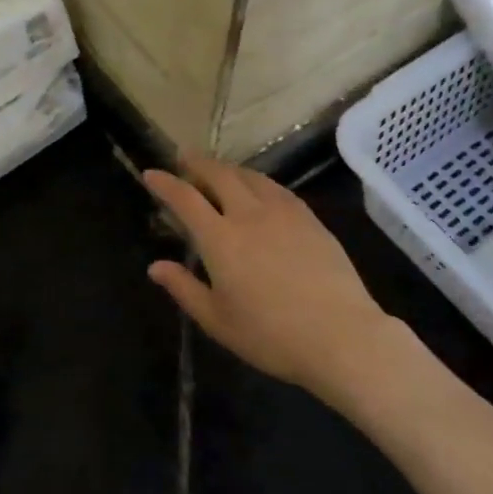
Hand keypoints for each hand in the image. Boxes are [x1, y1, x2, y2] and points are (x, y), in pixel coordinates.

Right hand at [143, 156, 406, 400]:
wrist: (341, 335)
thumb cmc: (272, 336)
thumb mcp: (218, 321)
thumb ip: (184, 289)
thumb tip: (156, 267)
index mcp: (221, 239)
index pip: (186, 199)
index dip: (165, 183)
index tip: (151, 173)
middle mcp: (249, 215)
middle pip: (219, 175)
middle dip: (197, 163)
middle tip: (184, 157)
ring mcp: (284, 212)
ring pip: (250, 176)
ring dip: (228, 168)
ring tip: (218, 170)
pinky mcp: (310, 218)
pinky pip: (276, 188)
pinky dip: (257, 180)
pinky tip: (258, 188)